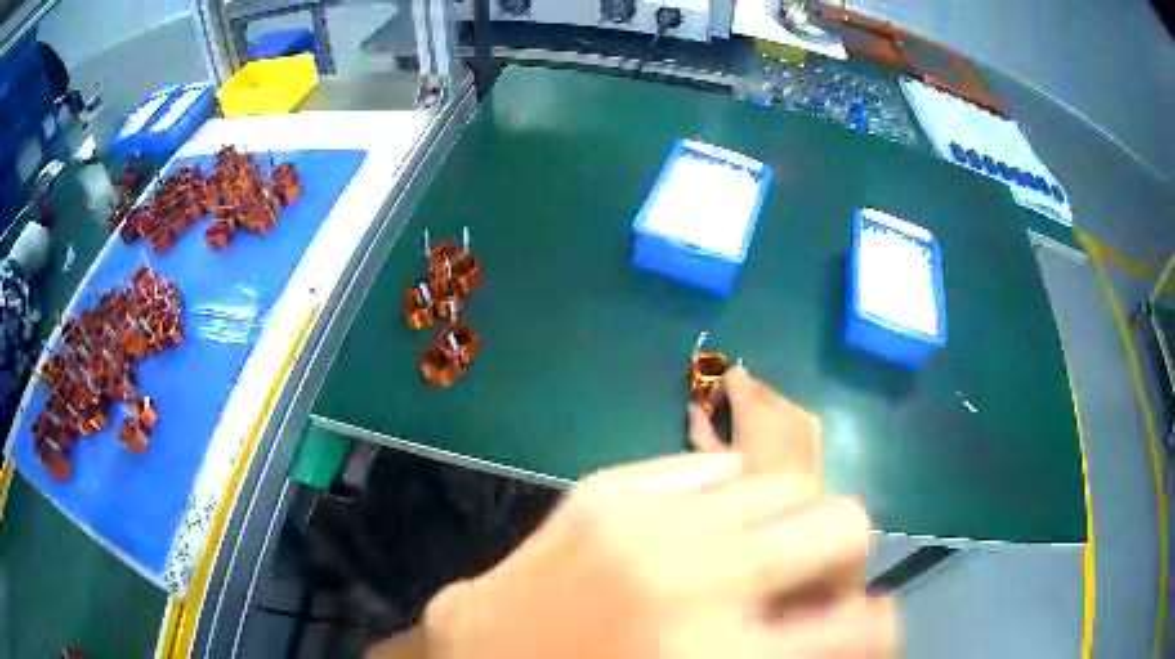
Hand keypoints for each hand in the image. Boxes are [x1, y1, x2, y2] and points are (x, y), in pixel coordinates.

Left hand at [412, 453, 895, 658]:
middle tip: (800, 587)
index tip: (853, 626)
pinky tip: (698, 528)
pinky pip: (709, 468)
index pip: (869, 626)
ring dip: (784, 523)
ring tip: (749, 556)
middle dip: (837, 556)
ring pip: (785, 483)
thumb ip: (781, 656)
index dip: (877, 625)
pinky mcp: (607, 491)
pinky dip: (726, 498)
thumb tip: (835, 621)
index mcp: (726, 657)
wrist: (478, 658)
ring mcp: (651, 521)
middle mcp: (704, 578)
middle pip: (843, 521)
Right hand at [689, 366, 822, 478]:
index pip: (735, 374)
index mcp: (752, 409)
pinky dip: (783, 420)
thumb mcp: (715, 463)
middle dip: (742, 398)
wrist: (792, 506)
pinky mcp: (814, 424)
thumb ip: (701, 430)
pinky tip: (780, 446)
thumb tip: (694, 409)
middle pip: (755, 385)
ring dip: (763, 410)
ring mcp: (800, 412)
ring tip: (758, 439)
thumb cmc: (749, 485)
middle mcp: (779, 403)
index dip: (722, 386)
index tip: (716, 405)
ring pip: (775, 399)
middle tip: (734, 425)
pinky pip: (794, 412)